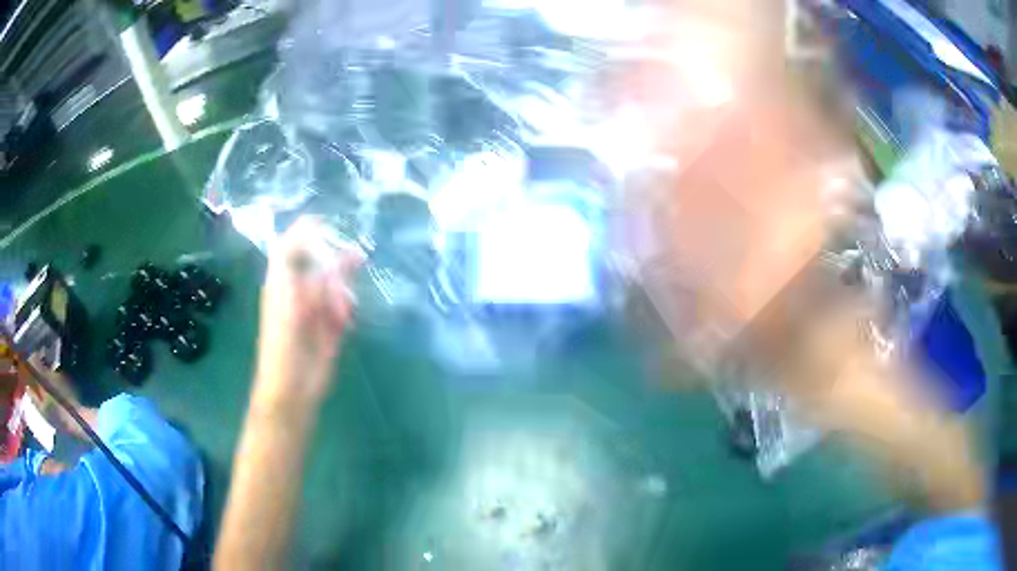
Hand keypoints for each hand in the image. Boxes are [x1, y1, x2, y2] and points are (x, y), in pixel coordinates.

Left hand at [254, 217, 361, 407]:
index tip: (330, 221)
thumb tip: (331, 255)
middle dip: (336, 258)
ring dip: (343, 286)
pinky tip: (344, 321)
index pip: (291, 245)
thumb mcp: (291, 306)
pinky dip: (346, 309)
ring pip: (334, 284)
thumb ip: (310, 279)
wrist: (292, 389)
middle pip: (318, 262)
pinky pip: (343, 307)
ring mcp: (315, 309)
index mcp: (282, 282)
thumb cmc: (282, 346)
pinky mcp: (330, 327)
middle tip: (357, 256)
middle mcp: (298, 290)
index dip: (306, 230)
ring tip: (347, 300)